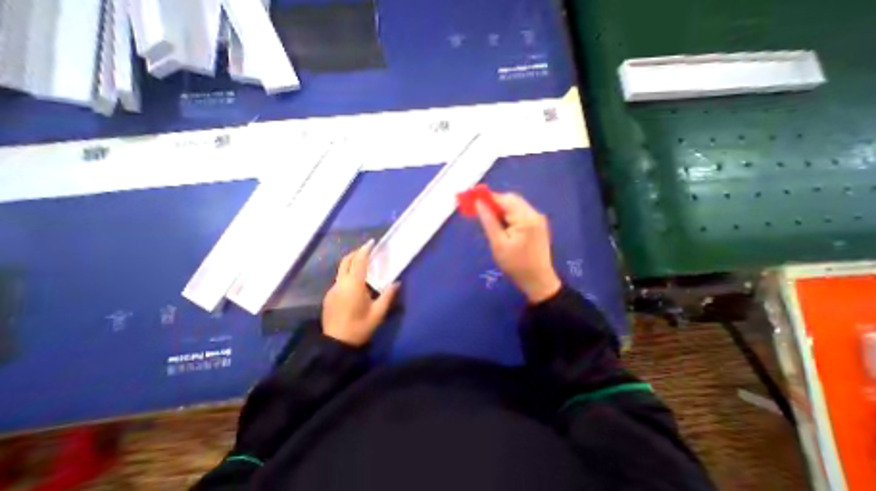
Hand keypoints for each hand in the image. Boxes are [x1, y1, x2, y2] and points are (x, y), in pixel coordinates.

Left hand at [323, 240, 401, 345]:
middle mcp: (341, 283)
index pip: (359, 261)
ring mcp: (333, 289)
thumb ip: (388, 296)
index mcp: (354, 285)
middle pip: (346, 261)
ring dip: (351, 262)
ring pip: (341, 269)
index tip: (371, 242)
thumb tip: (396, 283)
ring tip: (363, 263)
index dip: (365, 250)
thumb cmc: (360, 327)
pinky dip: (347, 273)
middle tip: (367, 250)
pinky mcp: (329, 296)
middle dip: (356, 252)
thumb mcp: (378, 313)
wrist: (335, 344)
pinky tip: (355, 281)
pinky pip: (339, 278)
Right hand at [479, 192, 560, 302]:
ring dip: (501, 210)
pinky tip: (503, 227)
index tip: (473, 201)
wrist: (537, 281)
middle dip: (495, 203)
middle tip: (481, 214)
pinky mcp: (537, 225)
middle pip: (511, 199)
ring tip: (491, 223)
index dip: (488, 198)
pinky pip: (520, 213)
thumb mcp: (498, 244)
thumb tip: (479, 203)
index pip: (504, 199)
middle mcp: (534, 214)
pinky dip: (509, 216)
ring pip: (515, 206)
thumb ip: (488, 221)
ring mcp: (538, 219)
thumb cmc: (515, 264)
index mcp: (526, 218)